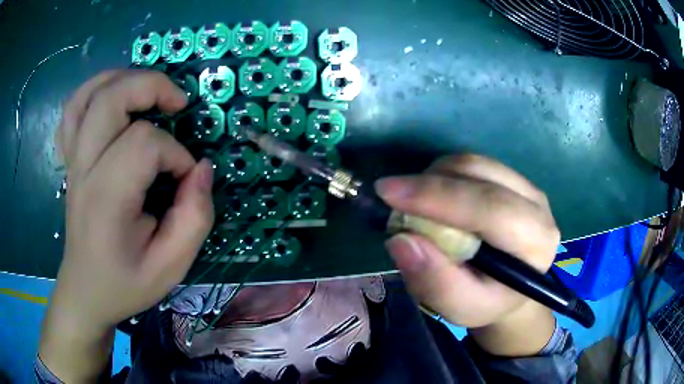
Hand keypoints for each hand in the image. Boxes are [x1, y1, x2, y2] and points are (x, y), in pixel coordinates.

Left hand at [41, 70, 213, 380]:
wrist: (86, 291)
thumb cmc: (125, 283)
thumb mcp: (171, 267)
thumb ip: (194, 218)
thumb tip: (202, 169)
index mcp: (107, 198)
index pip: (145, 144)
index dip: (175, 154)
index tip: (184, 181)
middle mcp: (84, 169)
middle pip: (112, 98)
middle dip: (152, 87)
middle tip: (178, 104)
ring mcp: (73, 160)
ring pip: (89, 94)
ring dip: (122, 78)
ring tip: (147, 90)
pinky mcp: (70, 159)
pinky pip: (73, 109)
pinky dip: (94, 91)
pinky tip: (112, 97)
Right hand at [375, 154, 559, 355]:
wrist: (510, 289)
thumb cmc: (488, 301)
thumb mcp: (461, 307)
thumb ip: (435, 282)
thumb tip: (401, 240)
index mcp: (535, 242)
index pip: (490, 207)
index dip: (438, 196)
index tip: (387, 192)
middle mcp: (538, 205)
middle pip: (480, 174)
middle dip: (430, 182)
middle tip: (391, 197)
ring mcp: (526, 186)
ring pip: (473, 163)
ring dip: (435, 177)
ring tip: (415, 204)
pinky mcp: (512, 178)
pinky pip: (472, 164)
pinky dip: (444, 175)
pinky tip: (434, 198)